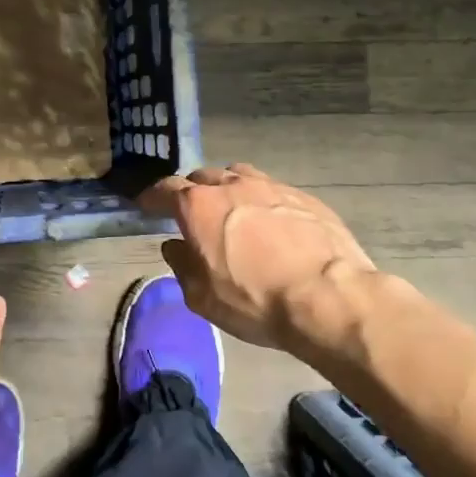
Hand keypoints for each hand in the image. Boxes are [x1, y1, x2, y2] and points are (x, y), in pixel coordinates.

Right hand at [142, 163, 381, 352]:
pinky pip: (272, 190)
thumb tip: (175, 246)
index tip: (146, 204)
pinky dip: (262, 202)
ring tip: (232, 210)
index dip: (153, 197)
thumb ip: (182, 266)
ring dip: (228, 189)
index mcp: (199, 206)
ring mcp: (271, 186)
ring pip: (239, 176)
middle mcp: (231, 185)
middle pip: (203, 177)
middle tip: (193, 213)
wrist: (329, 297)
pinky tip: (273, 225)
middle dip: (192, 192)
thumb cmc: (255, 300)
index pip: (165, 190)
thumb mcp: (202, 297)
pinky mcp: (304, 197)